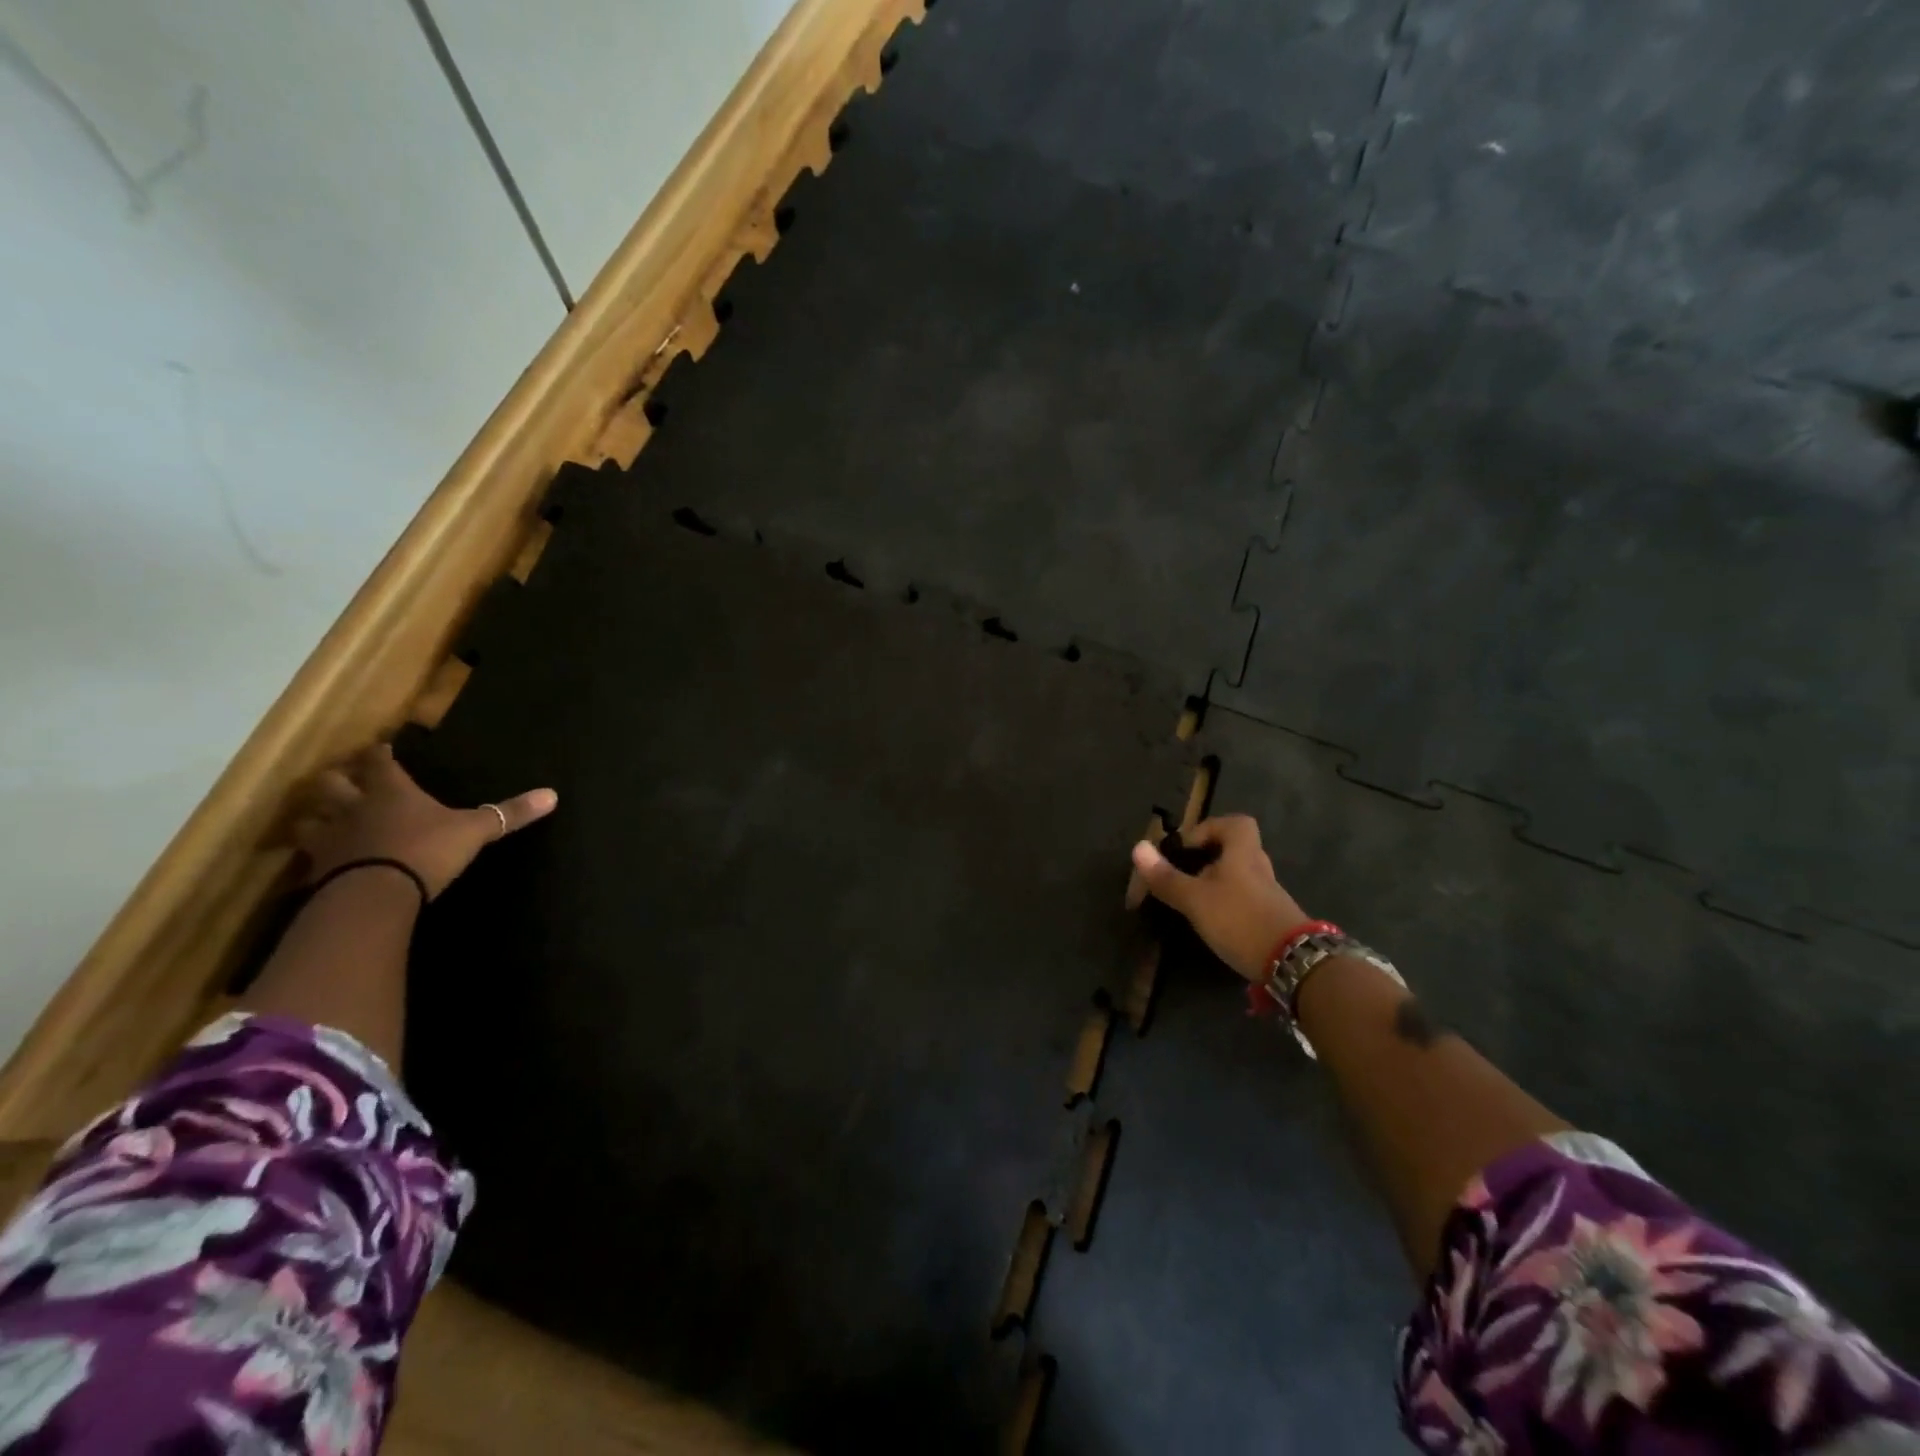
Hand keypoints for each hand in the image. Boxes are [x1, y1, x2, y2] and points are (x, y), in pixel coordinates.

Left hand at [292, 743, 558, 898]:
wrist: (377, 893)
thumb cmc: (427, 850)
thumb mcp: (475, 831)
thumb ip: (509, 814)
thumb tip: (552, 795)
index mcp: (392, 792)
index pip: (380, 762)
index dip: (380, 754)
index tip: (380, 748)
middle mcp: (355, 807)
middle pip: (331, 783)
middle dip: (336, 779)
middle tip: (344, 780)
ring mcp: (331, 838)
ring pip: (309, 818)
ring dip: (315, 817)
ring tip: (324, 820)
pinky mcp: (316, 870)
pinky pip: (307, 858)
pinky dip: (312, 856)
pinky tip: (320, 862)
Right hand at [1128, 815, 1308, 981]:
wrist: (1293, 962)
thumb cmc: (1240, 919)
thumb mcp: (1195, 899)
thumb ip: (1167, 876)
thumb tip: (1138, 847)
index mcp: (1243, 852)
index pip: (1235, 823)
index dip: (1208, 828)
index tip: (1186, 849)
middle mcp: (1258, 867)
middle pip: (1235, 849)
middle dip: (1207, 858)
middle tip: (1183, 876)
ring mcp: (1268, 893)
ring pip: (1238, 875)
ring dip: (1216, 882)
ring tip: (1192, 901)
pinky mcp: (1271, 916)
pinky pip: (1244, 897)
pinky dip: (1227, 903)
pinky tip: (1212, 921)